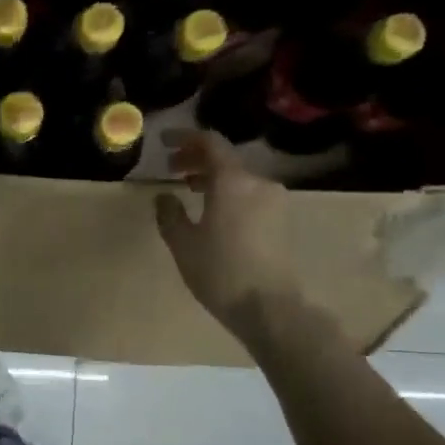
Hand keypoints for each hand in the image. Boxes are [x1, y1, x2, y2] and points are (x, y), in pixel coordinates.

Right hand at [154, 131, 304, 334]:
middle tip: (170, 168)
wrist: (269, 306)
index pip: (210, 143)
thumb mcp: (183, 243)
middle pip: (225, 159)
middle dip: (195, 159)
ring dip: (211, 177)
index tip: (163, 141)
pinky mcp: (280, 219)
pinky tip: (211, 210)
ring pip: (238, 177)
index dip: (185, 138)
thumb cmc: (219, 271)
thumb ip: (170, 214)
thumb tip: (164, 196)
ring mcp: (274, 201)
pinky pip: (248, 194)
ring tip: (188, 189)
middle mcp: (258, 182)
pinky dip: (227, 192)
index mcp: (232, 181)